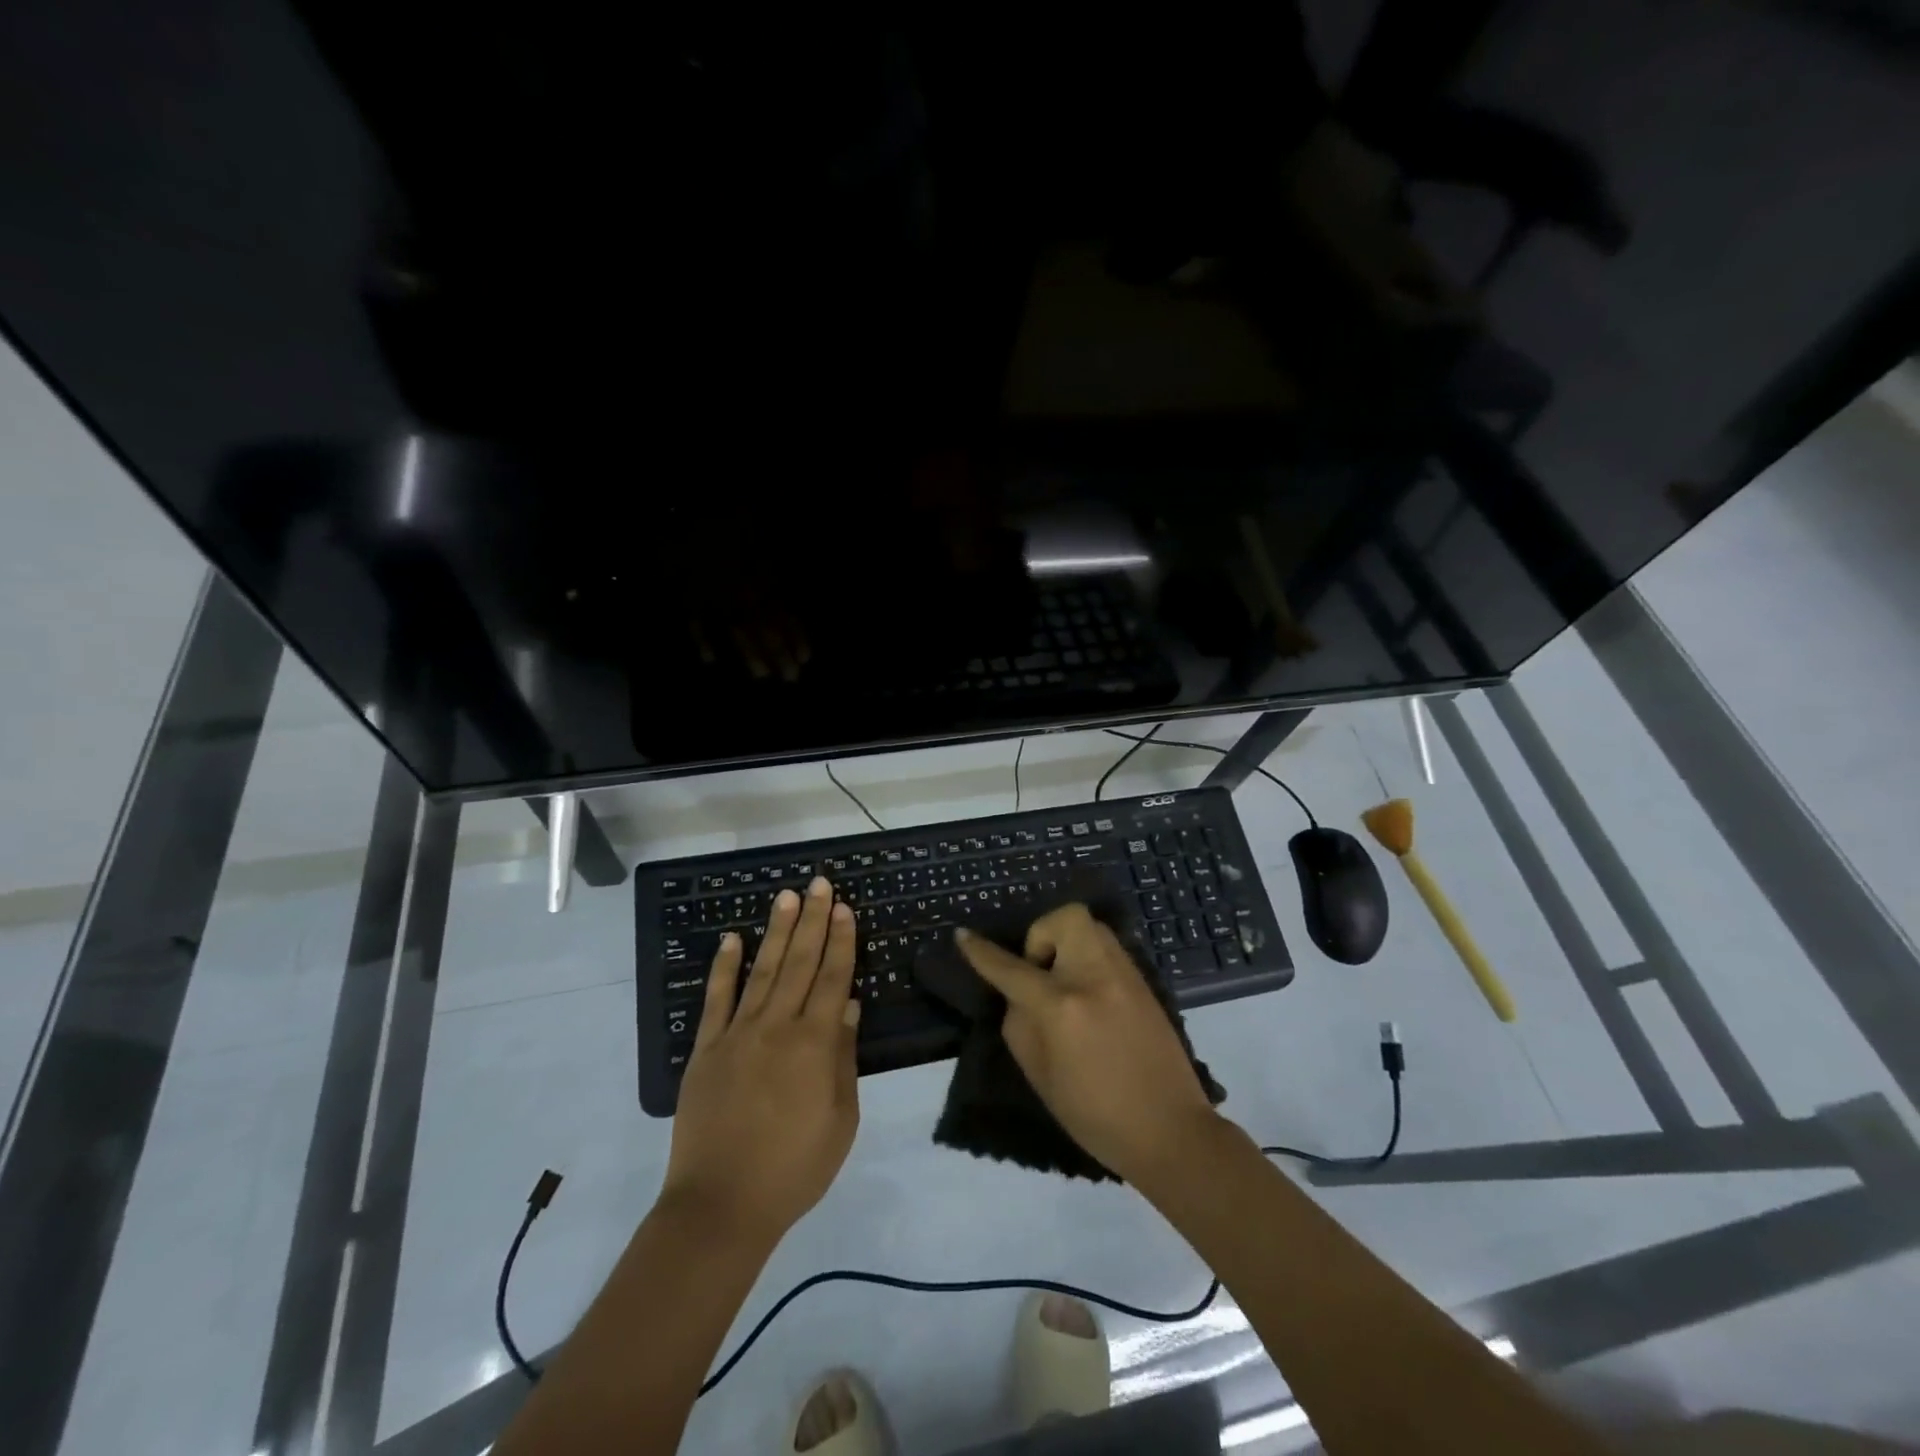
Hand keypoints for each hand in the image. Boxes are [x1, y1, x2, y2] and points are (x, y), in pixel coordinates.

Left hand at [663, 877, 860, 1242]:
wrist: (721, 1206)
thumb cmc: (794, 1168)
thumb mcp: (840, 1120)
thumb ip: (843, 1058)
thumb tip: (847, 1006)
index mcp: (814, 1044)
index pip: (832, 978)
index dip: (840, 941)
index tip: (844, 908)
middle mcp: (777, 1026)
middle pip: (799, 962)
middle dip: (812, 920)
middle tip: (819, 884)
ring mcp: (737, 1034)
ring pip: (762, 970)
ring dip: (776, 930)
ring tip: (786, 896)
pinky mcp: (707, 1049)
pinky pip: (717, 999)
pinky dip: (724, 967)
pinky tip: (732, 939)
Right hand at [956, 905, 1219, 1185]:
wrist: (1170, 1131)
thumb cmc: (1096, 1116)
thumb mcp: (1040, 1076)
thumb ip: (1020, 1024)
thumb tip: (1017, 993)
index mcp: (1062, 1007)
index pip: (1011, 968)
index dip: (981, 952)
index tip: (962, 935)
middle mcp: (1094, 978)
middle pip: (1065, 918)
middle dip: (1043, 934)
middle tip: (1039, 971)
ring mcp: (1125, 976)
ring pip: (1090, 927)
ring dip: (1067, 944)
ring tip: (1063, 983)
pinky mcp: (1144, 983)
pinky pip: (1107, 949)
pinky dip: (1088, 958)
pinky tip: (1088, 995)